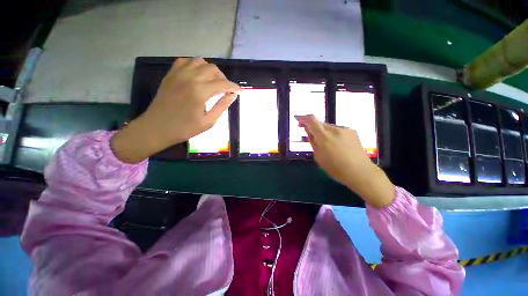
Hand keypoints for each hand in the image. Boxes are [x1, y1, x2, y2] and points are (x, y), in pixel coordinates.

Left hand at [111, 58, 240, 163]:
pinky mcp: (171, 74)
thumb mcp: (208, 122)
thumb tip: (233, 95)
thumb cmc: (184, 129)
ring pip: (200, 62)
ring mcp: (178, 74)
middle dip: (224, 79)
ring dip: (211, 71)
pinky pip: (186, 61)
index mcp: (200, 92)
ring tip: (213, 83)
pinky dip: (196, 66)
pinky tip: (198, 76)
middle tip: (226, 90)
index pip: (223, 84)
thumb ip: (222, 106)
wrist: (157, 128)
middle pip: (213, 69)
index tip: (240, 91)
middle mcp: (190, 78)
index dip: (234, 87)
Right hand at [295, 115, 393, 207]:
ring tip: (324, 142)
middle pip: (319, 123)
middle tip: (307, 132)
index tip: (297, 118)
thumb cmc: (336, 168)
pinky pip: (337, 130)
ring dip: (323, 131)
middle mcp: (335, 129)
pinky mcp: (352, 131)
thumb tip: (308, 130)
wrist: (360, 172)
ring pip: (328, 127)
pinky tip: (335, 143)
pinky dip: (332, 134)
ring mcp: (345, 129)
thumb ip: (312, 141)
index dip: (303, 117)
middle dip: (312, 126)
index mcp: (324, 137)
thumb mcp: (318, 156)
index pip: (311, 120)